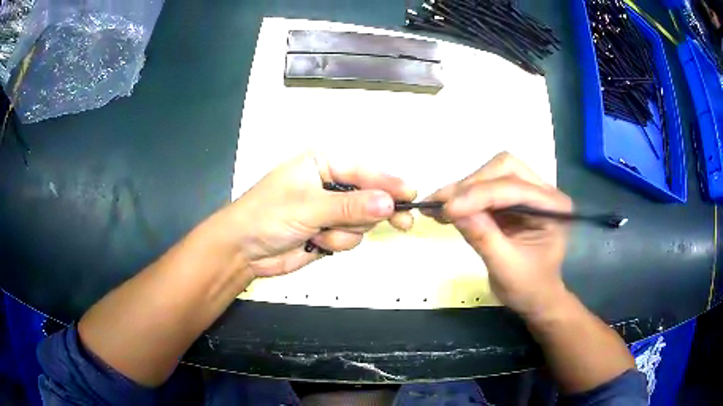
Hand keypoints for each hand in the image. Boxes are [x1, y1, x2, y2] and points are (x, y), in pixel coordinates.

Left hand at [220, 153, 416, 277]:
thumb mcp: (308, 206)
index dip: (387, 182)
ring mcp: (330, 210)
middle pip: (369, 196)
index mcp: (322, 164)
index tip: (410, 194)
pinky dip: (336, 243)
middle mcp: (330, 184)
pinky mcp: (329, 233)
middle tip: (404, 223)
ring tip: (320, 233)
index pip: (363, 171)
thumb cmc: (268, 215)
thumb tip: (388, 203)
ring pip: (361, 221)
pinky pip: (350, 238)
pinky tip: (315, 243)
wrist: (243, 250)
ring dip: (345, 232)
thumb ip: (350, 206)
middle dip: (373, 212)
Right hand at [422, 152, 572, 317]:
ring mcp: (527, 193)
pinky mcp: (511, 200)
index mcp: (553, 207)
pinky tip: (442, 209)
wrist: (535, 298)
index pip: (514, 187)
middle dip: (472, 185)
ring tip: (434, 206)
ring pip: (491, 174)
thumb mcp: (506, 268)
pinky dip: (462, 197)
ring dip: (463, 189)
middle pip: (504, 168)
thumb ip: (484, 237)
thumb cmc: (529, 288)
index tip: (447, 209)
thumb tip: (452, 210)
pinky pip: (484, 188)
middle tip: (443, 205)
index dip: (479, 195)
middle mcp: (543, 192)